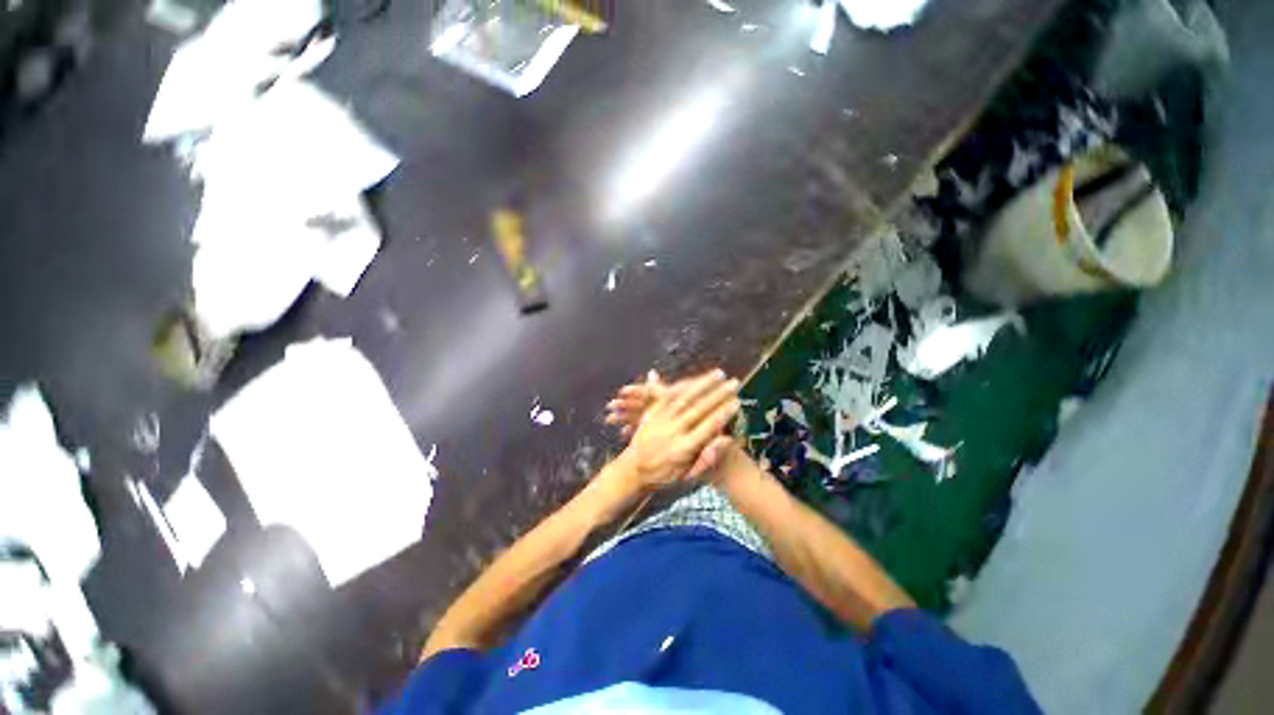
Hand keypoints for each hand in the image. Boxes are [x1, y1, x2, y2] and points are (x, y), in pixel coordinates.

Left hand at [614, 370, 739, 491]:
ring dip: (702, 384)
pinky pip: (667, 396)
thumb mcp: (686, 477)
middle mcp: (673, 431)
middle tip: (734, 382)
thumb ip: (706, 460)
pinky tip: (693, 378)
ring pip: (684, 398)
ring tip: (718, 374)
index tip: (737, 402)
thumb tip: (726, 441)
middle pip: (698, 408)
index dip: (723, 413)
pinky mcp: (652, 412)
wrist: (632, 470)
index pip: (707, 427)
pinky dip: (682, 386)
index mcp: (683, 448)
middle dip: (718, 394)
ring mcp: (661, 419)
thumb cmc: (664, 476)